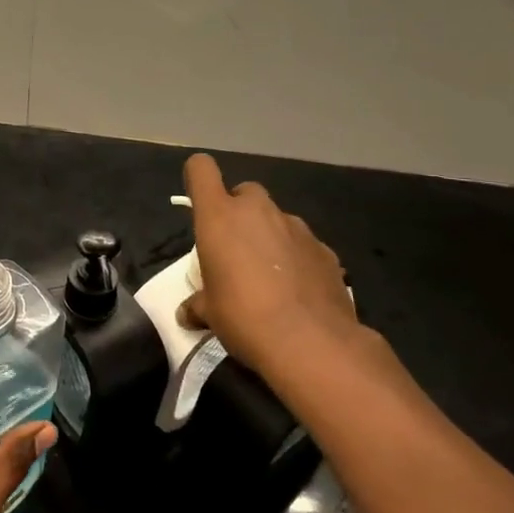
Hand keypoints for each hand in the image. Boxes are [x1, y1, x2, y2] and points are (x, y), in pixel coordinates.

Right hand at [178, 153, 384, 391]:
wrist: (312, 343)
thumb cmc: (244, 317)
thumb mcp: (209, 313)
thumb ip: (197, 304)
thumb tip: (187, 313)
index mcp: (220, 216)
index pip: (201, 169)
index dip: (197, 179)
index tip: (199, 204)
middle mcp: (258, 210)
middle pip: (243, 192)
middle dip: (238, 214)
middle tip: (234, 250)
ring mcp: (296, 227)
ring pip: (276, 219)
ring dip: (268, 237)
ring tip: (269, 278)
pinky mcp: (325, 249)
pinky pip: (301, 244)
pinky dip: (296, 259)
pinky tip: (297, 292)